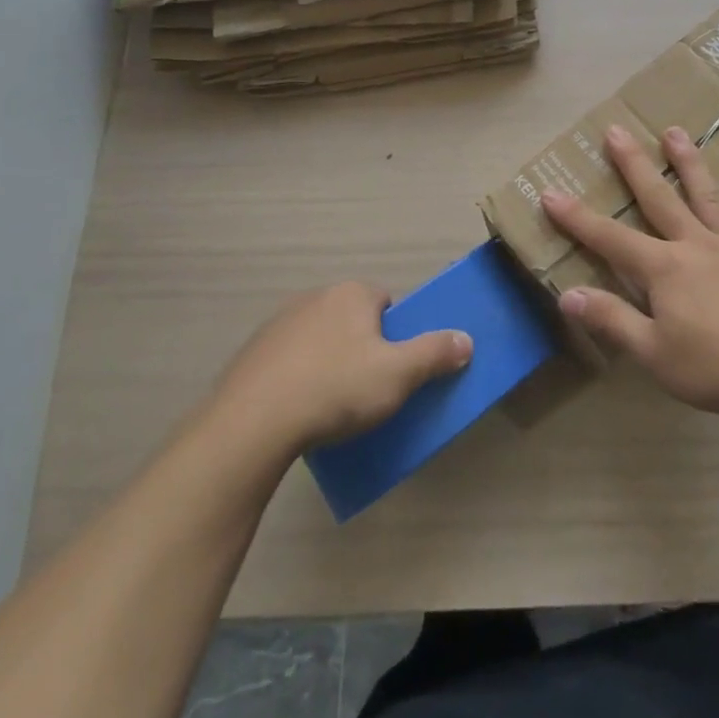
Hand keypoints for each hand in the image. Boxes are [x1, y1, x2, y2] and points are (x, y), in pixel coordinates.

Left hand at [213, 282, 472, 454]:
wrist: (253, 423)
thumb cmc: (336, 388)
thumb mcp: (399, 375)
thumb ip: (435, 353)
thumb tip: (466, 339)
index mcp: (352, 294)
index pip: (386, 302)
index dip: (396, 333)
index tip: (394, 367)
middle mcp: (314, 297)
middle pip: (352, 319)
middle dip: (362, 347)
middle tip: (368, 388)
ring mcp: (278, 324)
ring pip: (319, 339)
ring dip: (328, 362)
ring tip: (332, 405)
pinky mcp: (252, 353)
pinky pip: (289, 360)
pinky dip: (298, 377)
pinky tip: (299, 410)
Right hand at [541, 125, 718, 424]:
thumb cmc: (713, 369)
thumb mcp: (652, 352)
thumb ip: (611, 319)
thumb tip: (567, 294)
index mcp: (664, 268)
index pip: (610, 238)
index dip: (577, 218)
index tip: (550, 192)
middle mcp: (695, 246)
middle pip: (658, 199)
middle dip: (633, 165)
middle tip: (616, 130)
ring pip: (707, 197)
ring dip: (689, 164)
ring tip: (675, 132)